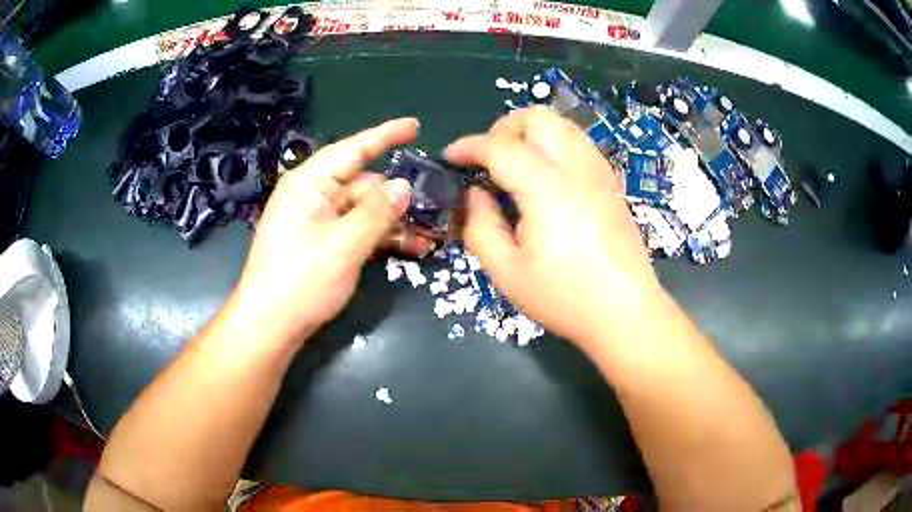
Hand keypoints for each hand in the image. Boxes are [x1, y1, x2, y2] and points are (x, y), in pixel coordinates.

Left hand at [233, 118, 421, 345]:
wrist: (270, 326)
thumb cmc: (300, 281)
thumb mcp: (344, 245)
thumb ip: (377, 212)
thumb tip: (404, 185)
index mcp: (310, 184)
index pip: (353, 150)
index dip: (386, 136)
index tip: (415, 126)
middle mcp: (313, 196)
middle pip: (363, 184)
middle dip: (399, 195)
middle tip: (437, 204)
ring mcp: (318, 221)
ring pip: (364, 210)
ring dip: (395, 221)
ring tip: (432, 233)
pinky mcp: (323, 243)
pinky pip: (357, 230)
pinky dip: (381, 237)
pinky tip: (412, 247)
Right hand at [445, 107, 661, 351]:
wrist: (626, 312)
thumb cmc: (565, 298)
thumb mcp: (507, 272)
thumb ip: (480, 226)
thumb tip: (474, 194)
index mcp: (548, 189)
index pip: (501, 147)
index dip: (469, 146)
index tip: (451, 157)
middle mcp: (577, 169)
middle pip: (538, 118)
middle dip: (504, 128)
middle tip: (489, 158)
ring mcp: (599, 172)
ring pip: (562, 125)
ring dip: (531, 133)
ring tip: (515, 164)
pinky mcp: (611, 183)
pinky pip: (578, 143)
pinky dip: (554, 145)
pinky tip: (546, 177)